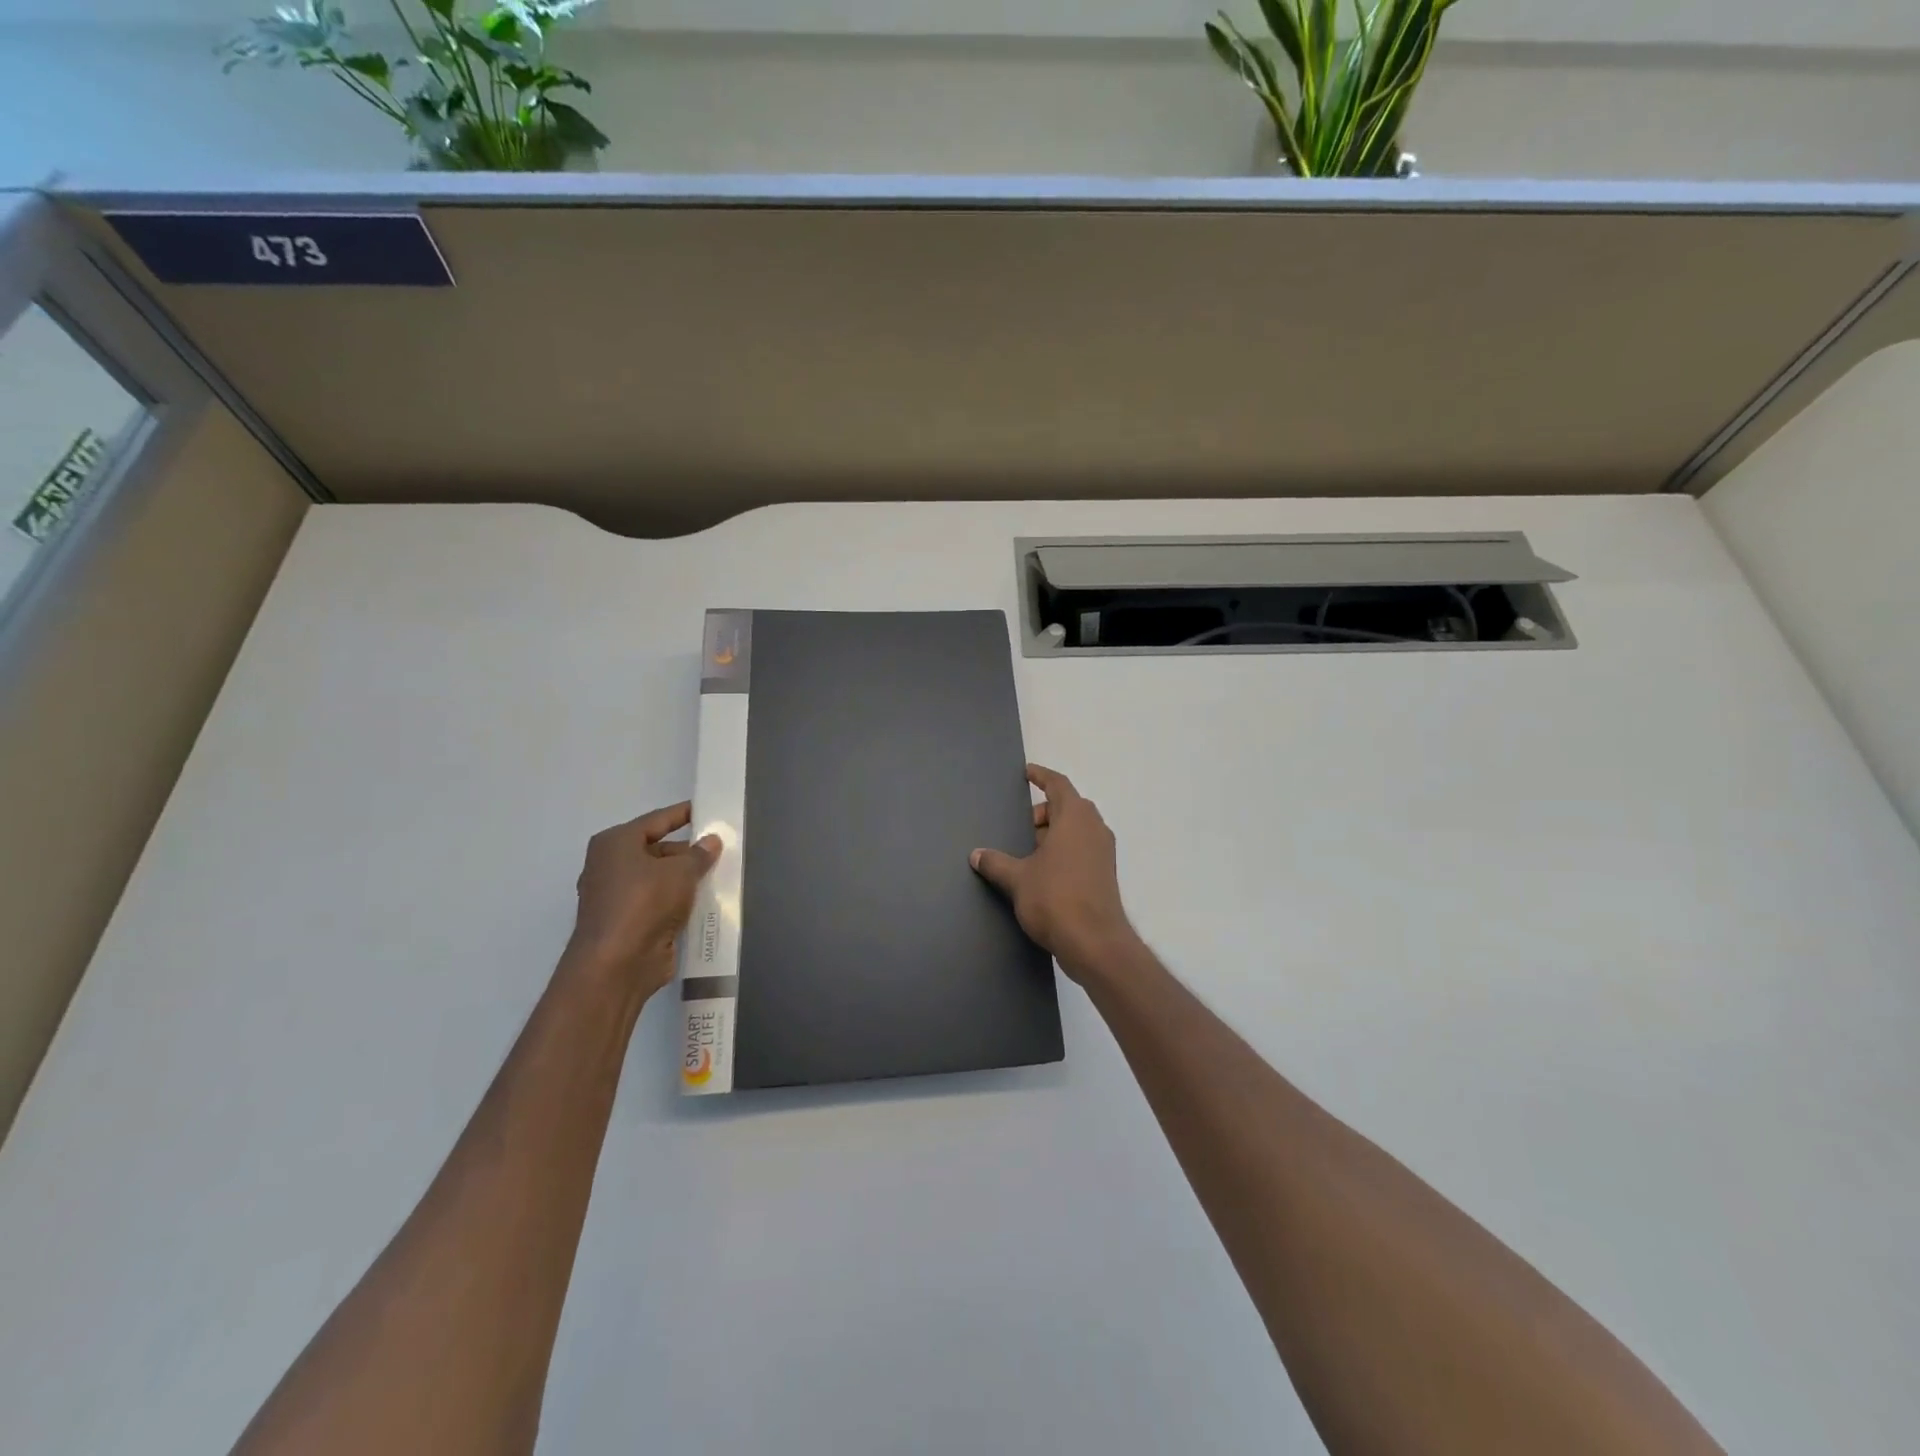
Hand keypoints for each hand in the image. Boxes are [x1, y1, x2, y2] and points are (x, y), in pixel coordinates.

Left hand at [567, 802, 721, 999]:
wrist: (617, 964)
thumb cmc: (644, 902)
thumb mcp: (680, 871)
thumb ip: (699, 854)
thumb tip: (711, 841)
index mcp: (615, 843)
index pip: (656, 820)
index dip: (683, 814)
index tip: (706, 809)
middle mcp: (610, 866)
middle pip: (657, 851)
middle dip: (688, 852)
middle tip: (722, 850)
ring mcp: (617, 897)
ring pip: (659, 880)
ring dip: (686, 880)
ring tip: (721, 876)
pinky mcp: (627, 924)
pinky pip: (659, 905)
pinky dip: (679, 903)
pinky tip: (707, 903)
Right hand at [971, 764, 1138, 981]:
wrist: (1094, 943)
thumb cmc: (1055, 899)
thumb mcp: (1017, 879)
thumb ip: (996, 862)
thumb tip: (976, 854)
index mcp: (1075, 817)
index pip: (1058, 784)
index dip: (1041, 776)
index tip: (1026, 773)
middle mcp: (1094, 828)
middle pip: (1068, 806)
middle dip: (1044, 812)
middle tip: (1021, 827)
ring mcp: (1104, 852)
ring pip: (1077, 829)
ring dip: (1055, 833)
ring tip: (1029, 852)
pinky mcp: (1106, 874)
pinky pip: (1083, 849)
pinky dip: (1065, 850)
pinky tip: (1045, 872)